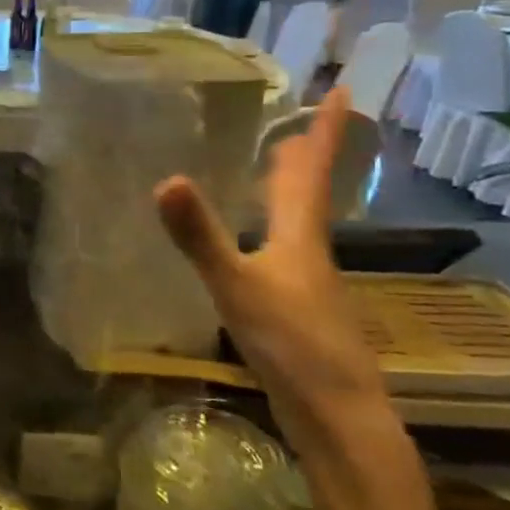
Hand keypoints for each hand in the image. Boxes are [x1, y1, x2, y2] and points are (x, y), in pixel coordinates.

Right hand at [153, 87, 391, 447]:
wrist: (339, 418)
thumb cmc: (293, 345)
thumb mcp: (237, 287)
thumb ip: (200, 237)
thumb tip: (165, 179)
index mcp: (300, 238)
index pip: (311, 172)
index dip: (328, 130)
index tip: (344, 90)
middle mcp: (309, 253)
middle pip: (308, 195)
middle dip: (305, 157)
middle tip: (300, 125)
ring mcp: (308, 285)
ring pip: (299, 224)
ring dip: (291, 193)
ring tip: (274, 173)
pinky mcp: (298, 310)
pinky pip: (287, 251)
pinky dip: (276, 229)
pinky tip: (258, 244)